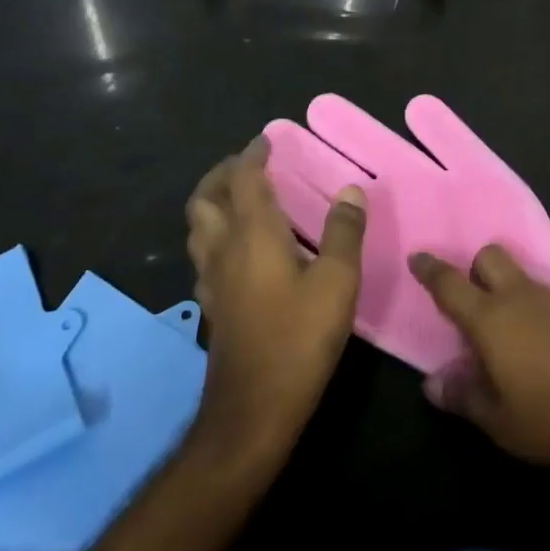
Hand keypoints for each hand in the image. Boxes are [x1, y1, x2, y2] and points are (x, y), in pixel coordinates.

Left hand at [185, 137, 365, 458]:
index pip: (243, 179)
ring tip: (241, 199)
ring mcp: (212, 281)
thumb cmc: (298, 338)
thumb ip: (344, 232)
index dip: (253, 155)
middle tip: (246, 165)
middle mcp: (223, 250)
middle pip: (205, 199)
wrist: (253, 411)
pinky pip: (205, 255)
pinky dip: (217, 236)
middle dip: (221, 174)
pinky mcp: (213, 306)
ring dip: (213, 203)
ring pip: (198, 228)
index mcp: (252, 235)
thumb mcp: (337, 282)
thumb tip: (351, 190)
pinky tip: (240, 251)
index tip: (266, 139)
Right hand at [409, 244, 549, 488]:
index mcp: (492, 319)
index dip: (431, 269)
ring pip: (522, 278)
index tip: (417, 256)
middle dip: (476, 270)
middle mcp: (523, 297)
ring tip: (509, 339)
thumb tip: (432, 383)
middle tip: (472, 306)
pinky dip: (536, 312)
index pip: (451, 284)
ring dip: (508, 293)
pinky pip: (548, 298)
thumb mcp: (500, 423)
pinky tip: (545, 350)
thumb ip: (463, 397)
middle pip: (491, 258)